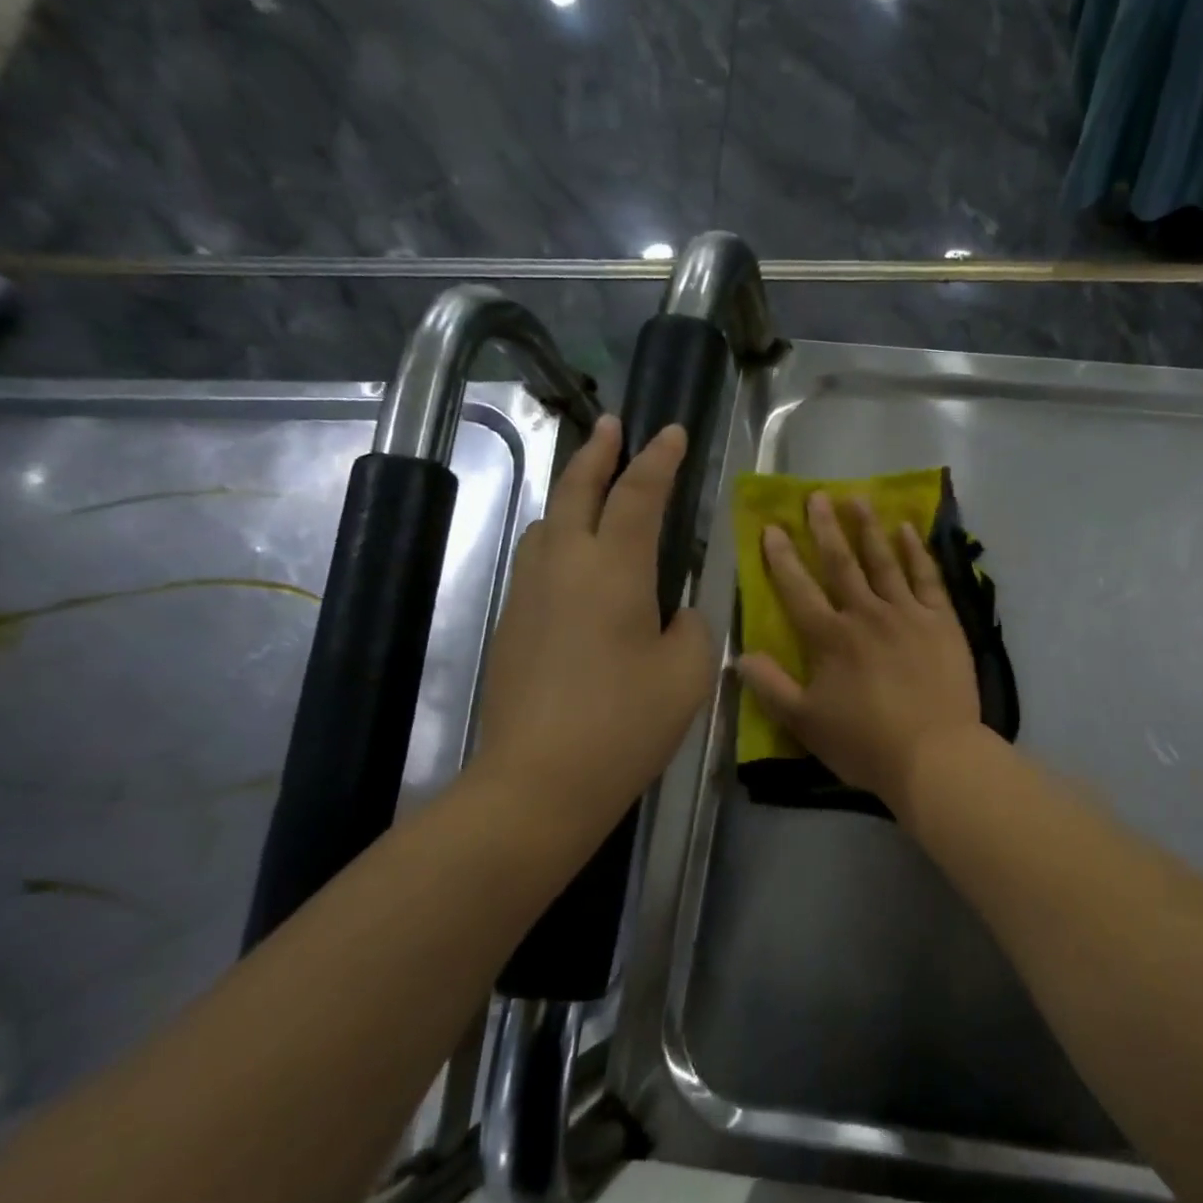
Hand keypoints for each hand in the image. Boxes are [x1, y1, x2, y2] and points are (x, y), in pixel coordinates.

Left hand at [469, 415, 714, 838]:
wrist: (540, 779)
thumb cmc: (627, 722)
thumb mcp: (688, 672)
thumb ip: (692, 627)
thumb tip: (676, 613)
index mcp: (615, 569)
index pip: (639, 495)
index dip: (658, 459)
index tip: (671, 432)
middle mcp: (565, 565)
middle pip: (577, 490)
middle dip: (598, 453)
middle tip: (612, 424)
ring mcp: (529, 593)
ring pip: (548, 523)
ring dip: (573, 494)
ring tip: (592, 488)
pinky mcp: (511, 623)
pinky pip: (537, 560)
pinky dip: (560, 538)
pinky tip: (575, 560)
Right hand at [738, 492, 981, 821]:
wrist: (934, 754)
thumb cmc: (865, 743)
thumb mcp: (805, 723)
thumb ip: (771, 687)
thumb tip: (738, 656)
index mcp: (830, 638)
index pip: (798, 589)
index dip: (782, 558)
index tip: (772, 527)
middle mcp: (866, 615)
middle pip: (841, 563)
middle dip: (825, 528)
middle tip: (816, 495)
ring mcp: (908, 614)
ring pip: (884, 561)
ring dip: (868, 528)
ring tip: (857, 499)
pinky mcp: (942, 621)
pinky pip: (927, 577)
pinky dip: (916, 551)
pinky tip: (907, 530)